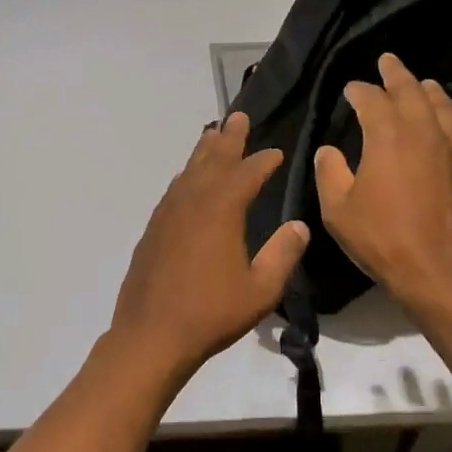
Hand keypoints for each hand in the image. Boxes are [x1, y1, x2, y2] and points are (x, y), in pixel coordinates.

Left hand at [110, 112, 309, 379]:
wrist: (151, 334)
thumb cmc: (212, 313)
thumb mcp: (261, 289)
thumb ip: (282, 254)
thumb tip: (299, 226)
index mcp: (221, 211)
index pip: (247, 174)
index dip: (263, 161)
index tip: (277, 152)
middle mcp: (192, 202)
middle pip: (213, 160)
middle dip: (229, 139)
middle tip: (238, 117)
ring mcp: (168, 214)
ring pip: (189, 172)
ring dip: (204, 151)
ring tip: (213, 135)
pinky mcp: (153, 229)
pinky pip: (174, 190)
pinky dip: (186, 177)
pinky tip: (188, 180)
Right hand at [316, 53, 451, 313]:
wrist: (440, 268)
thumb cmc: (383, 237)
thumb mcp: (339, 209)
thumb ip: (330, 173)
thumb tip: (329, 150)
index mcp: (387, 136)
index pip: (371, 100)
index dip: (358, 91)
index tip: (350, 89)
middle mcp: (421, 131)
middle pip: (410, 90)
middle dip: (395, 74)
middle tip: (387, 61)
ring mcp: (449, 146)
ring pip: (440, 104)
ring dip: (426, 89)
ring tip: (420, 82)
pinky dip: (448, 112)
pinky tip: (444, 116)